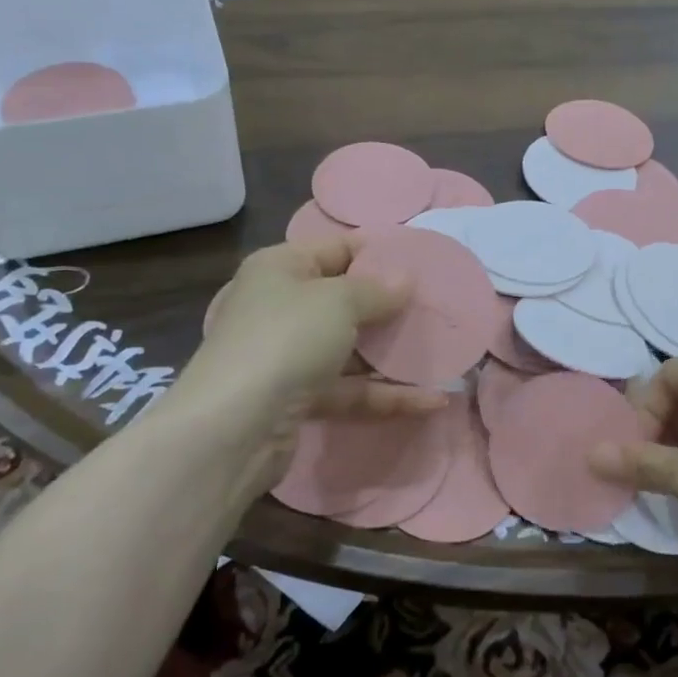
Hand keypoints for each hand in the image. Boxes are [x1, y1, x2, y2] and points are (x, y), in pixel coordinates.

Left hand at [181, 238, 446, 497]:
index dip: (378, 252)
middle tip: (438, 307)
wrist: (234, 427)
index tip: (423, 261)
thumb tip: (404, 280)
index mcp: (280, 269)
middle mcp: (281, 307)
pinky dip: (386, 395)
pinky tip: (431, 402)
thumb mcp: (337, 301)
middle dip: (390, 307)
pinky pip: (350, 391)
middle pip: (344, 301)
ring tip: (443, 354)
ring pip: (350, 349)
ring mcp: (288, 356)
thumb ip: (376, 289)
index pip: (336, 249)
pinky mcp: (299, 400)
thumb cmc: (286, 339)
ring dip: (393, 355)